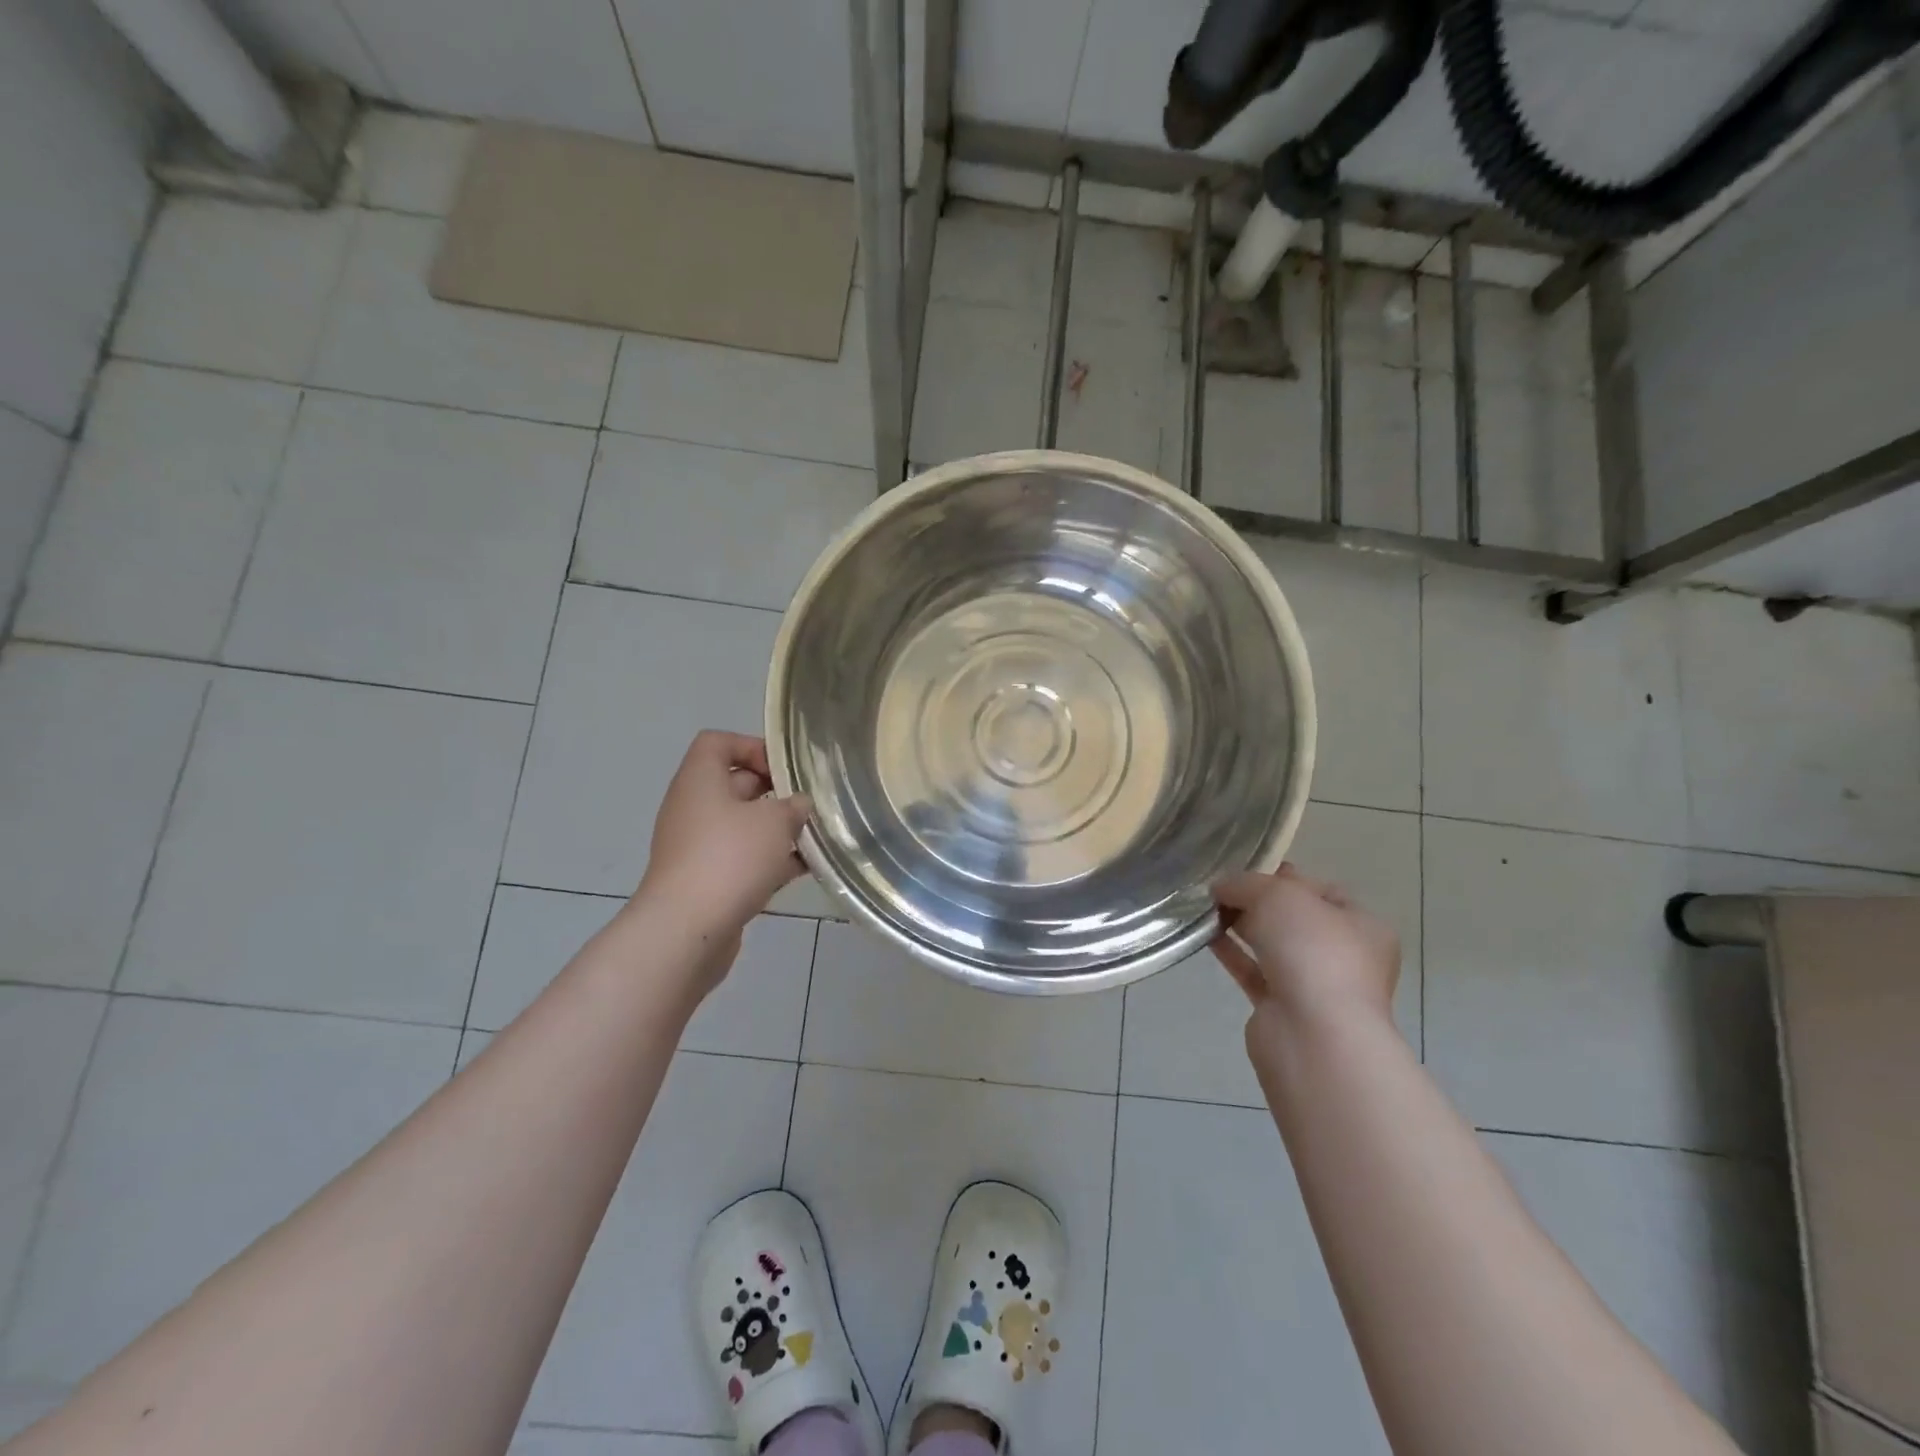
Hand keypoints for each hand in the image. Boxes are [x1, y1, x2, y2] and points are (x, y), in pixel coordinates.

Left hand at [635, 731, 811, 951]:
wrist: (686, 930)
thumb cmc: (729, 859)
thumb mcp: (773, 822)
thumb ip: (793, 807)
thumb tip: (799, 806)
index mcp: (699, 781)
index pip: (717, 742)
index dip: (751, 746)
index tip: (784, 769)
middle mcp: (693, 808)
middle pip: (734, 784)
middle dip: (775, 793)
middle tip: (809, 805)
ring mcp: (696, 847)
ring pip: (742, 826)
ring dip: (777, 830)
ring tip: (814, 838)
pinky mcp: (705, 881)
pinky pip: (741, 859)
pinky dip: (770, 861)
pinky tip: (804, 869)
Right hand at [1211, 865, 1399, 1030]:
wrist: (1313, 1035)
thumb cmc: (1313, 952)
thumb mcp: (1279, 895)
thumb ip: (1246, 884)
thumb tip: (1221, 887)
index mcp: (1363, 926)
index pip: (1322, 891)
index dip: (1284, 876)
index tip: (1246, 869)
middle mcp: (1344, 957)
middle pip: (1294, 919)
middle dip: (1257, 901)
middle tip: (1219, 887)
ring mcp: (1314, 986)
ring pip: (1271, 946)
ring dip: (1240, 925)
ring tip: (1204, 906)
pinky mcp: (1282, 1009)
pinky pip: (1252, 971)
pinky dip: (1231, 952)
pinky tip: (1204, 934)